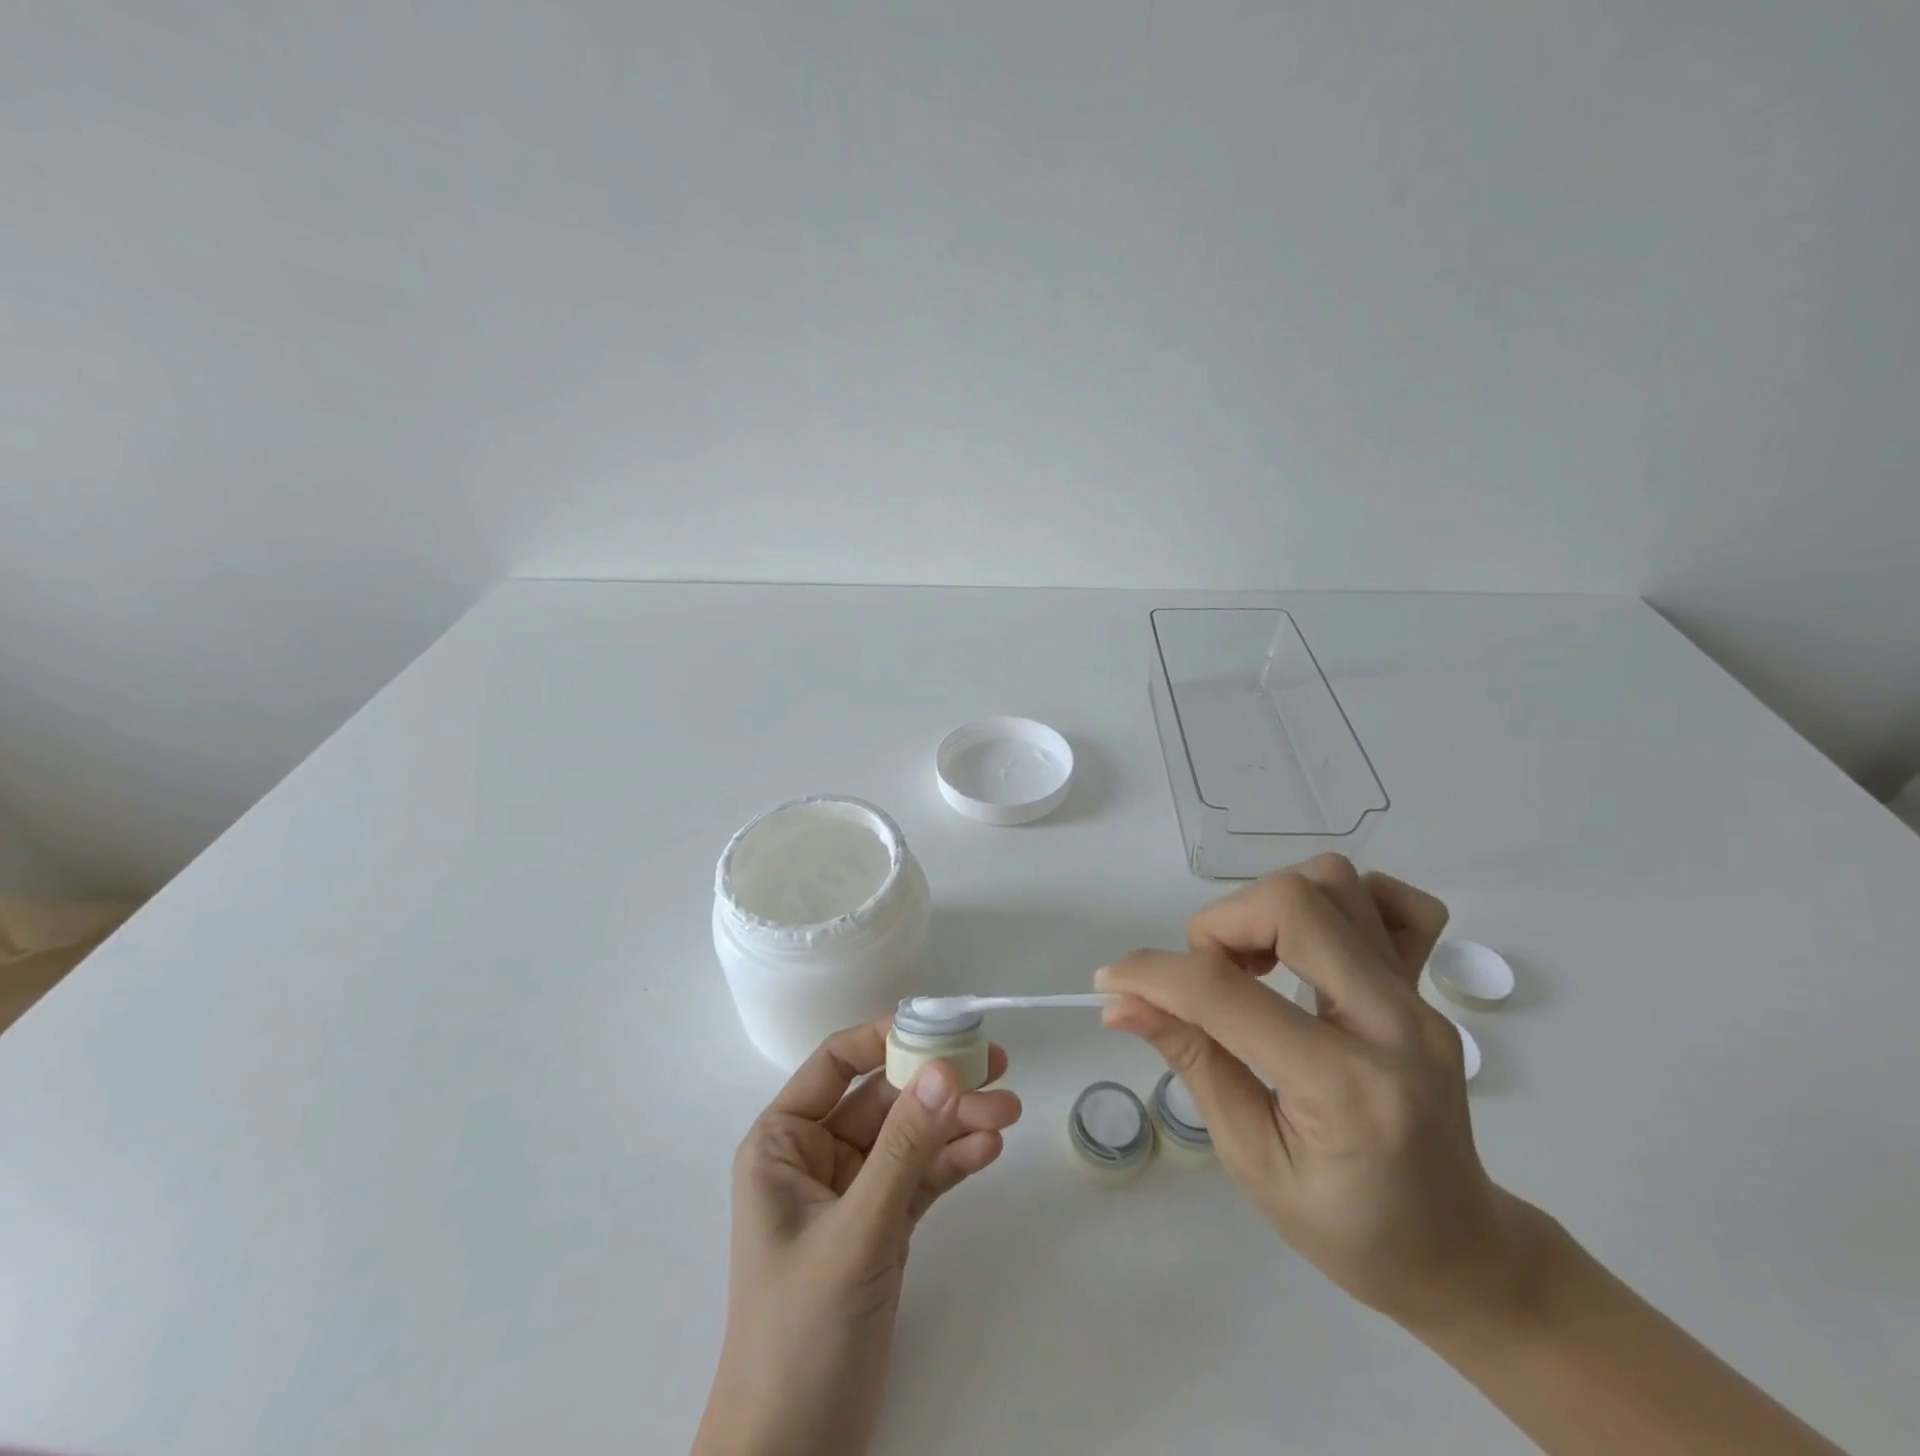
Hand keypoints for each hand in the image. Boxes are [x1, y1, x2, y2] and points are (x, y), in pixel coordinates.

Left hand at [694, 1020, 1022, 1455]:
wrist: (796, 1454)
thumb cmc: (801, 1331)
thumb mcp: (856, 1231)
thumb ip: (904, 1148)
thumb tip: (946, 1069)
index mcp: (783, 1142)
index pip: (836, 1064)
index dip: (885, 1037)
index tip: (940, 1024)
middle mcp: (817, 1156)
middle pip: (884, 1098)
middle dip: (938, 1087)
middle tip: (997, 1068)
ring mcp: (853, 1192)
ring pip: (910, 1137)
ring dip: (956, 1123)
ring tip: (1009, 1113)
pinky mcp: (882, 1225)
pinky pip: (921, 1177)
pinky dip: (953, 1162)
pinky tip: (988, 1150)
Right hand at [1097, 854, 1530, 1329]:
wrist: (1458, 1250)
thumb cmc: (1348, 1228)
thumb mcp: (1251, 1158)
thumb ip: (1191, 1061)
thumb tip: (1121, 1000)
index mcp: (1345, 1088)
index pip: (1226, 994)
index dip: (1152, 975)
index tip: (1111, 981)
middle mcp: (1393, 1023)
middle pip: (1291, 904)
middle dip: (1217, 927)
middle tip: (1202, 980)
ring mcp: (1420, 998)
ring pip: (1332, 882)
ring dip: (1265, 908)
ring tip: (1249, 964)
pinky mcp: (1427, 986)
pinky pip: (1390, 901)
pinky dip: (1337, 902)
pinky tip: (1309, 947)